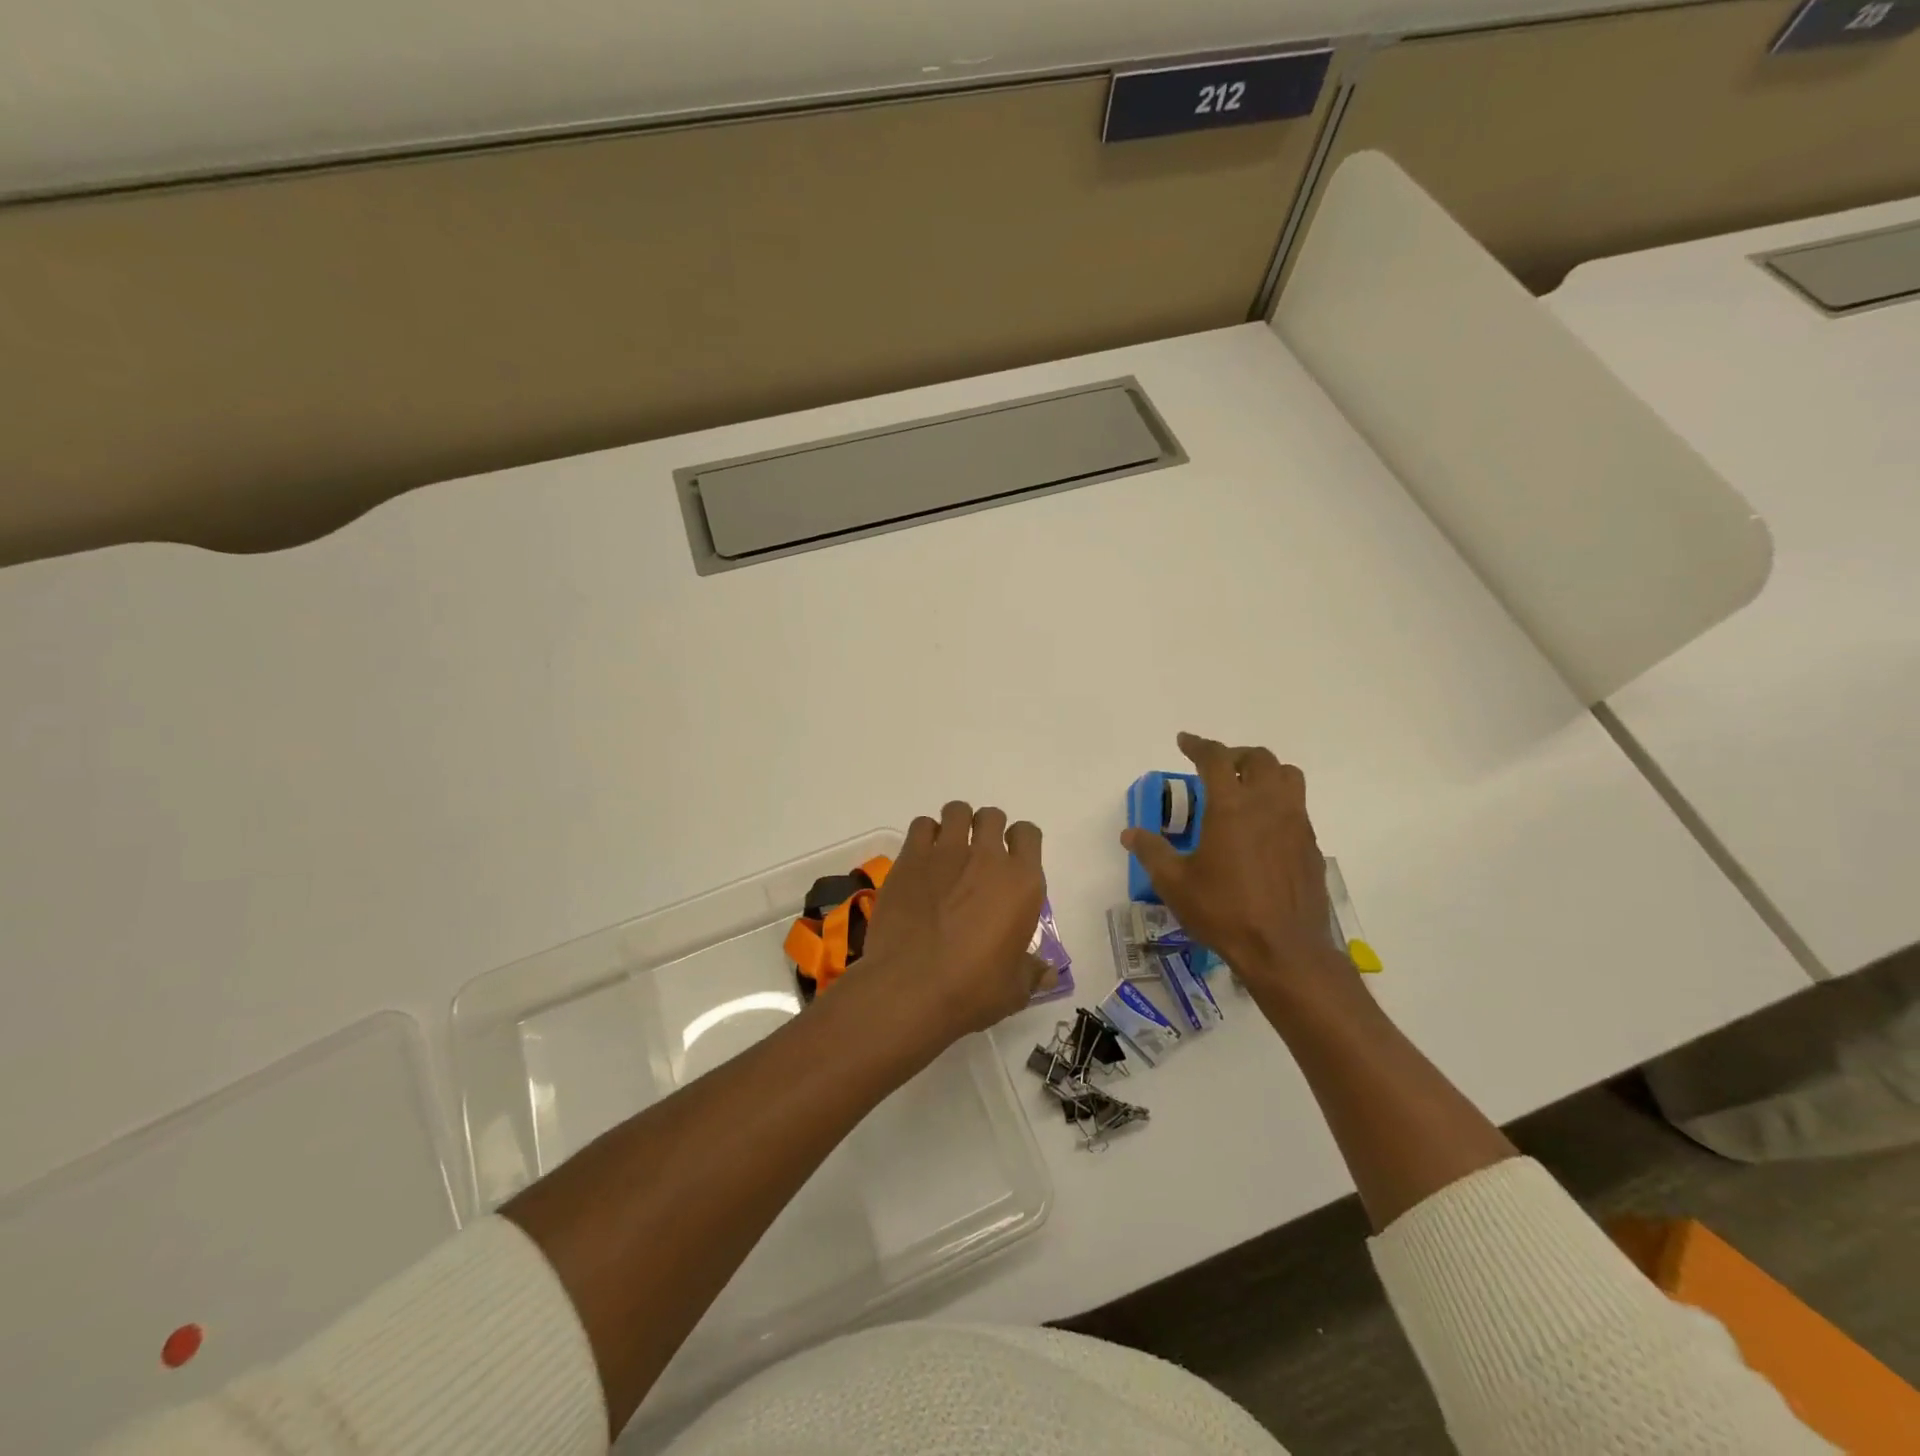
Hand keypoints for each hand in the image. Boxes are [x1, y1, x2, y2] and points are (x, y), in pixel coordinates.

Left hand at [856, 801, 1048, 1039]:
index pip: (1029, 835)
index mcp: (1022, 883)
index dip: (1020, 842)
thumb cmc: (972, 990)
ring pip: (957, 811)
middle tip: (978, 857)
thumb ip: (1032, 972)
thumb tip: (1049, 972)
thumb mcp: (1014, 989)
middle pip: (992, 817)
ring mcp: (946, 852)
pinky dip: (925, 835)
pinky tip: (922, 859)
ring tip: (949, 850)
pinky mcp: (910, 858)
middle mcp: (987, 857)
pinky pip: (922, 825)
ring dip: (957, 824)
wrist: (910, 988)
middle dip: (987, 829)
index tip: (1011, 859)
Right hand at [1121, 733, 1346, 994]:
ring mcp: (1295, 823)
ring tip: (1245, 789)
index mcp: (1231, 806)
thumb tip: (1130, 833)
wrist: (1285, 950)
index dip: (1198, 745)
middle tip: (1216, 768)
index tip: (1184, 741)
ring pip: (1287, 775)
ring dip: (1264, 772)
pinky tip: (1262, 828)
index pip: (1215, 758)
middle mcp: (1267, 804)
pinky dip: (1279, 801)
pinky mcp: (1311, 845)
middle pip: (1258, 758)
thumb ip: (1151, 852)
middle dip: (1234, 755)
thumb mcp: (1174, 884)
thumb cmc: (1224, 911)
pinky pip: (1297, 806)